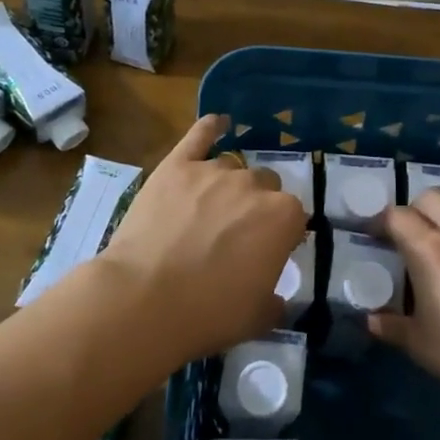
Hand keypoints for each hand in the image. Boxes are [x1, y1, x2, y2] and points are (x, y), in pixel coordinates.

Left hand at [99, 114, 305, 362]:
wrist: (145, 299)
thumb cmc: (209, 313)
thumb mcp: (258, 317)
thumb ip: (276, 300)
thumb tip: (278, 299)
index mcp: (283, 217)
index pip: (294, 215)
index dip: (281, 234)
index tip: (267, 252)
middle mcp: (253, 185)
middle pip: (264, 185)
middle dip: (255, 205)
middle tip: (235, 234)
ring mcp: (213, 171)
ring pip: (232, 167)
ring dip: (228, 185)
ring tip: (209, 210)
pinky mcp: (176, 166)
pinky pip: (199, 136)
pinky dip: (210, 127)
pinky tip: (217, 122)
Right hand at [368, 188, 439, 413]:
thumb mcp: (421, 345)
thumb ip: (392, 326)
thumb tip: (373, 319)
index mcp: (431, 249)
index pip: (397, 216)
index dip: (378, 223)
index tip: (369, 238)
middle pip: (431, 197)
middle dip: (411, 210)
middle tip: (400, 239)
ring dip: (438, 224)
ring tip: (429, 259)